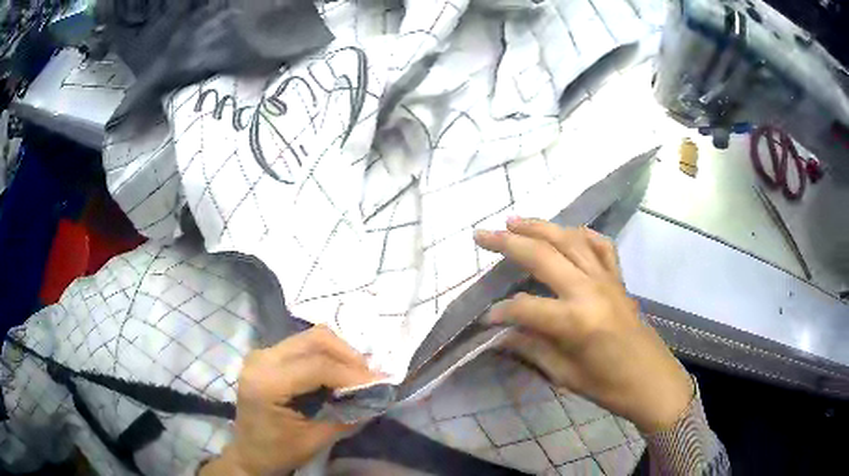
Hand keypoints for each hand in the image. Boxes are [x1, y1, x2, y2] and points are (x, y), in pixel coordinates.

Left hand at [201, 326, 378, 475]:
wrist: (249, 453)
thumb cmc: (278, 451)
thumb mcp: (315, 439)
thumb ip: (347, 415)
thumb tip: (378, 396)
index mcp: (267, 382)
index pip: (317, 366)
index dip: (352, 373)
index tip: (380, 383)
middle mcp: (261, 359)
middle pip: (314, 340)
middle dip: (349, 355)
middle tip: (370, 377)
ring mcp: (262, 354)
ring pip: (310, 338)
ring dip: (339, 353)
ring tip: (357, 375)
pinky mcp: (267, 356)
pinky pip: (303, 345)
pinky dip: (326, 355)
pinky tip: (338, 372)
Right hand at [474, 218, 693, 433]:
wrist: (651, 380)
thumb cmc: (607, 385)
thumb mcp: (564, 374)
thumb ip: (530, 347)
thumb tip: (499, 333)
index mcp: (575, 320)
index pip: (524, 307)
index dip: (500, 312)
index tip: (485, 318)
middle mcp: (589, 289)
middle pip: (542, 255)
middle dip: (508, 243)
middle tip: (481, 236)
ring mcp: (607, 278)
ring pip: (569, 240)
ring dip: (539, 227)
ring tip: (514, 221)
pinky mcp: (618, 278)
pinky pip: (600, 245)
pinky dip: (582, 234)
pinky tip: (568, 232)